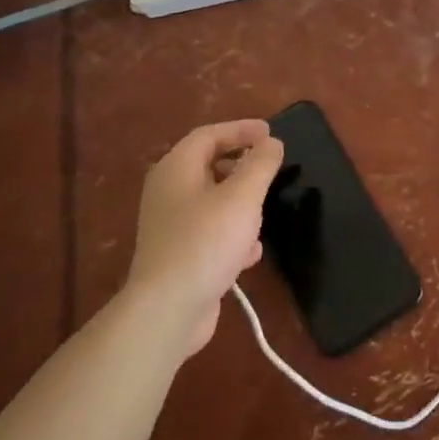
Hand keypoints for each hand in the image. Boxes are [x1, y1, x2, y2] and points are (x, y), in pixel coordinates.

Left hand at [126, 119, 283, 356]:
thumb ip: (260, 164)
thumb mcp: (243, 196)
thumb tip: (271, 142)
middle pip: (208, 165)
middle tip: (270, 166)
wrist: (169, 309)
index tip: (271, 133)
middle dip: (241, 164)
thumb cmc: (207, 241)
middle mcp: (168, 192)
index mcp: (176, 169)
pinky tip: (251, 252)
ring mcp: (170, 226)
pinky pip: (209, 232)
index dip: (240, 129)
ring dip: (240, 201)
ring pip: (211, 201)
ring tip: (265, 209)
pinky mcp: (178, 256)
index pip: (208, 135)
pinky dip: (232, 233)